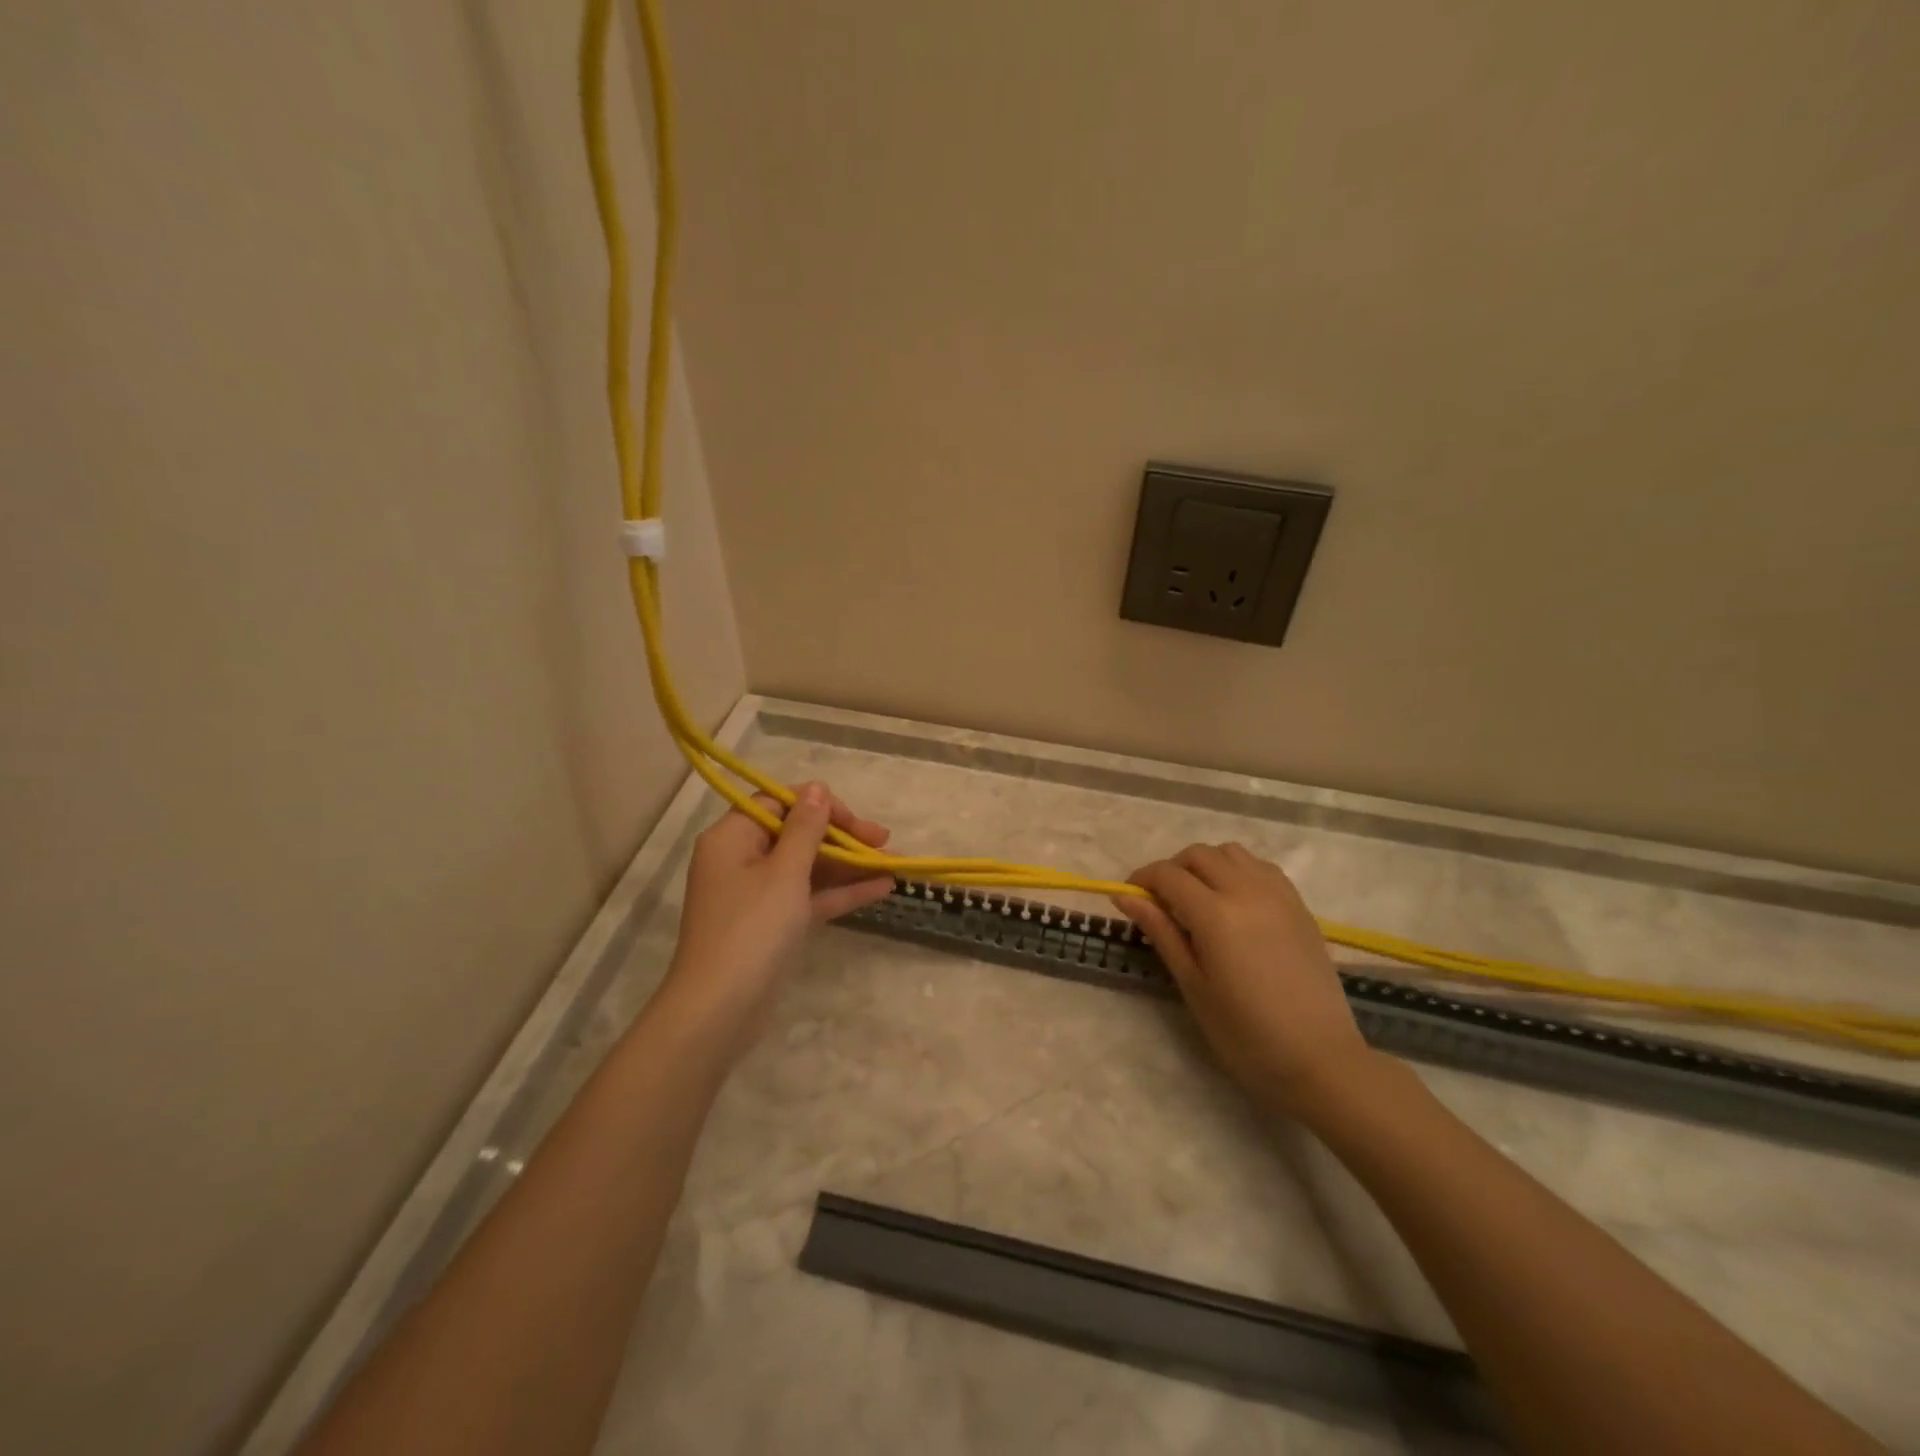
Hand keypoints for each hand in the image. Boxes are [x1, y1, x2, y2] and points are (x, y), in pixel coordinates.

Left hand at [661, 783, 892, 1055]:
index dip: (819, 806)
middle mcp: (741, 860)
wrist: (720, 1011)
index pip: (779, 803)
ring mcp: (757, 896)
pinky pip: (809, 897)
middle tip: (884, 841)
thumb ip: (806, 828)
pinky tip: (882, 888)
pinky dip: (840, 892)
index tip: (854, 822)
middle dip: (842, 837)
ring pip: (808, 868)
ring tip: (894, 863)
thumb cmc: (752, 929)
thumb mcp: (785, 872)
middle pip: (797, 835)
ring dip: (848, 864)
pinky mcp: (772, 926)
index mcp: (732, 838)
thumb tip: (817, 787)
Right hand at [1116, 844, 1373, 1119]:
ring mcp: (1278, 895)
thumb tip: (1125, 896)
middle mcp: (1247, 891)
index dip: (1142, 879)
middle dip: (1172, 869)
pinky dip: (1238, 871)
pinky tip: (1234, 902)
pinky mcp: (1299, 906)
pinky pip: (1261, 867)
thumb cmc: (1245, 1034)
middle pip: (1198, 855)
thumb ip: (1161, 932)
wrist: (1320, 1060)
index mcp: (1216, 914)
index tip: (1129, 897)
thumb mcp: (1193, 985)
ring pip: (1231, 853)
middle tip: (1162, 902)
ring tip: (1198, 899)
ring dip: (1207, 865)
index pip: (1168, 875)